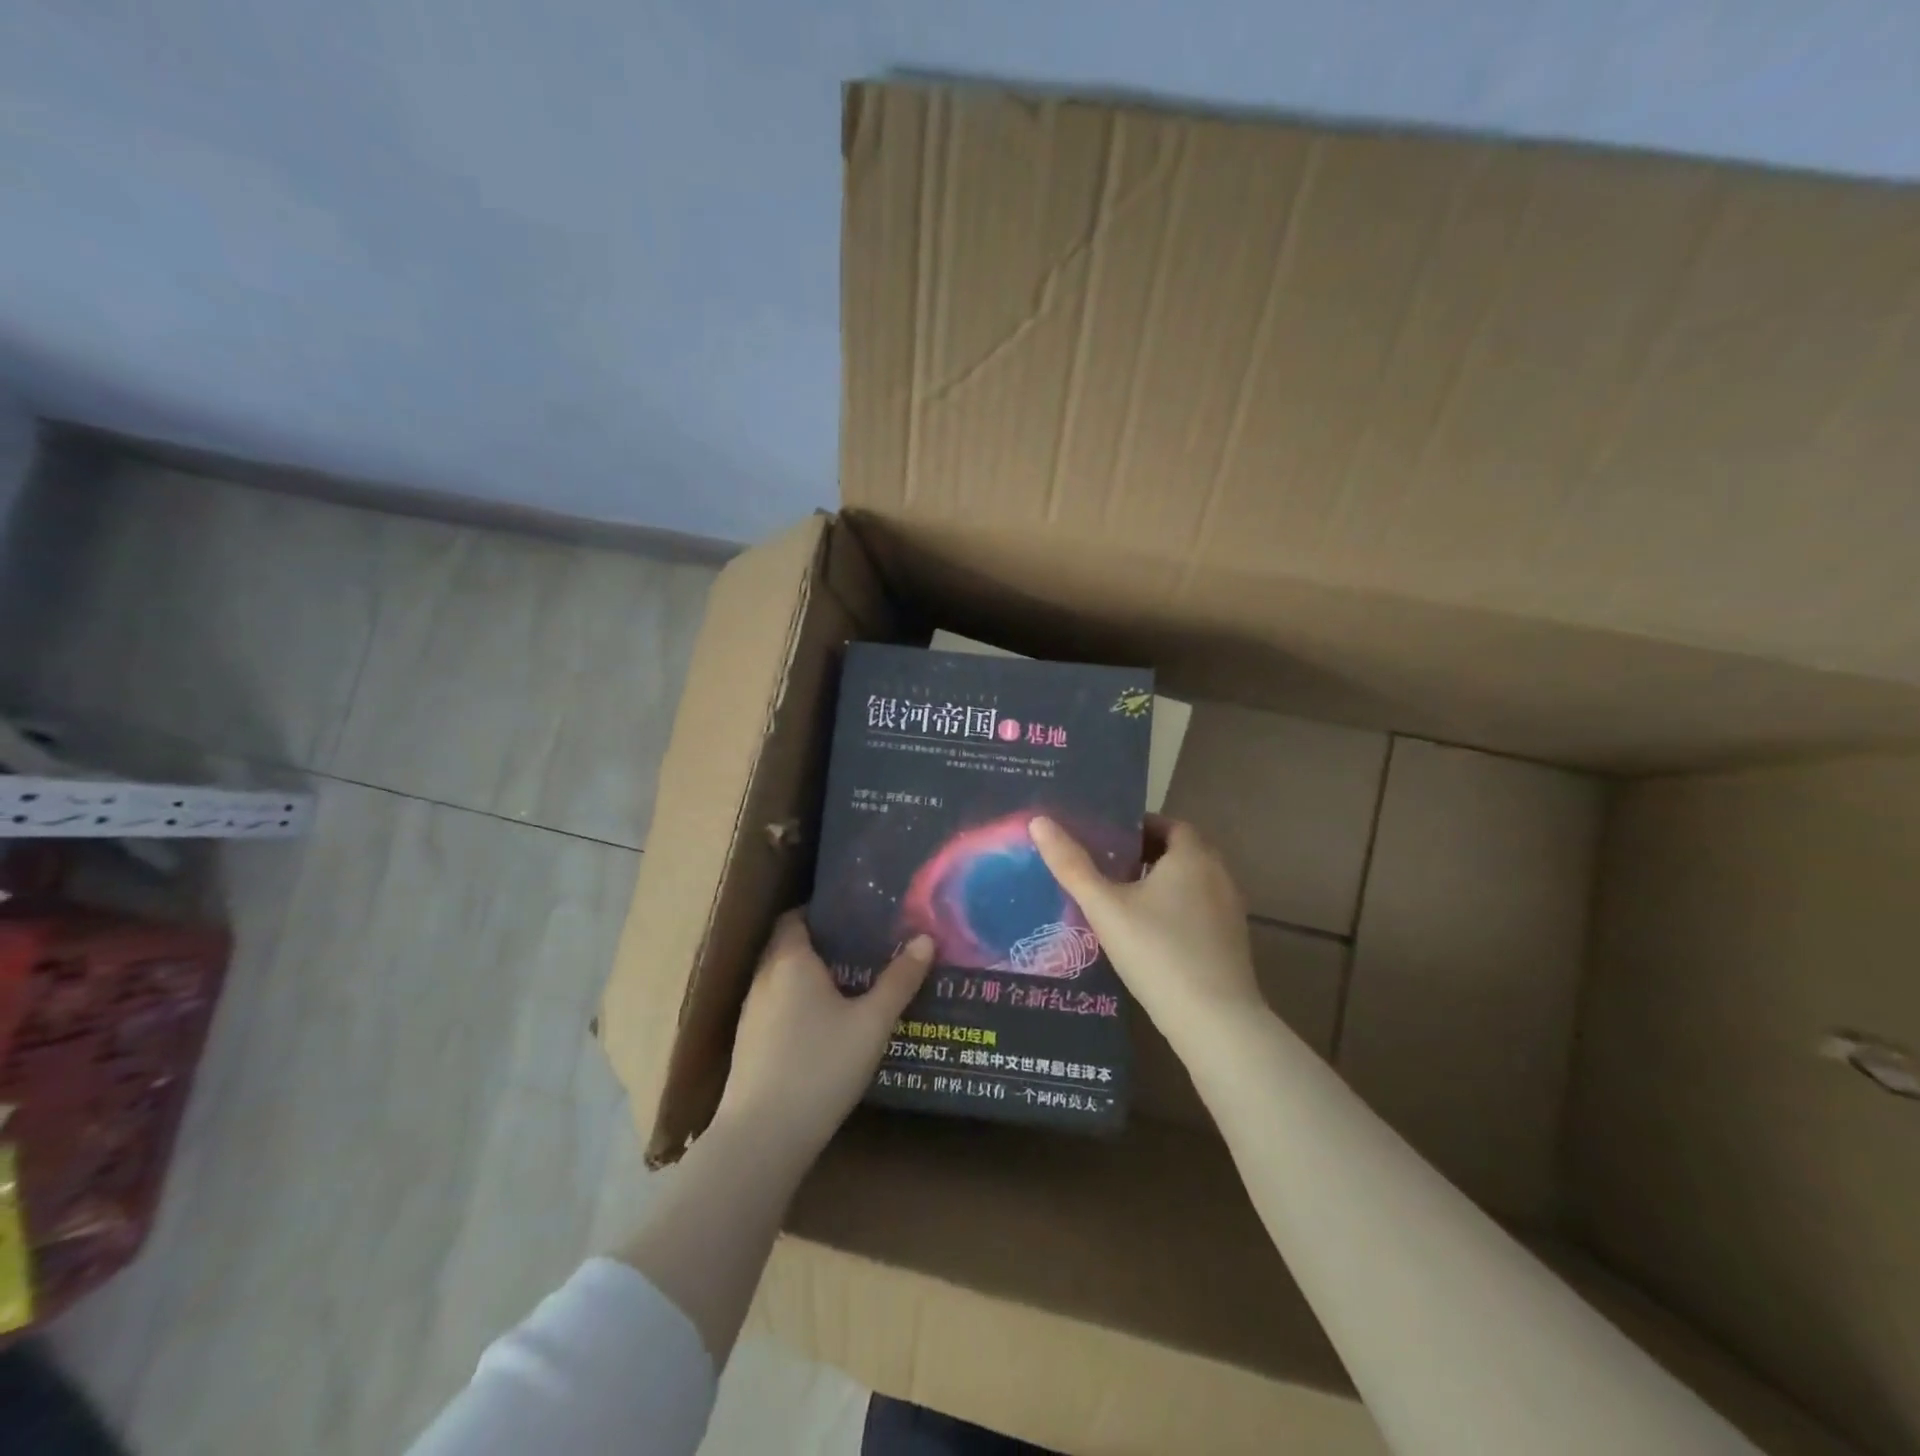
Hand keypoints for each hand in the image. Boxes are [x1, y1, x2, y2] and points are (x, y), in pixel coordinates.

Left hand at [715, 910, 932, 1160]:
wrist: (762, 1137)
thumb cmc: (821, 1066)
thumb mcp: (872, 1023)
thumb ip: (899, 980)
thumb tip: (925, 939)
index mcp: (790, 959)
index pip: (795, 916)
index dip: (820, 911)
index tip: (854, 915)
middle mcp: (764, 978)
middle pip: (789, 945)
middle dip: (822, 943)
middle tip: (863, 947)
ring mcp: (751, 1013)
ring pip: (782, 978)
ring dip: (810, 976)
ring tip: (851, 983)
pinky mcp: (748, 1044)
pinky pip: (776, 1006)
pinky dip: (798, 1003)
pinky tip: (825, 1025)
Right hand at [1030, 814, 1260, 1046]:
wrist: (1213, 1020)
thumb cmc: (1156, 951)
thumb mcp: (1105, 907)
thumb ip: (1071, 865)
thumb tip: (1038, 822)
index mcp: (1192, 857)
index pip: (1169, 824)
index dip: (1138, 827)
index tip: (1107, 839)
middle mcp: (1218, 875)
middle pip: (1181, 852)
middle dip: (1146, 854)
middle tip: (1107, 867)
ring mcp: (1230, 910)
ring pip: (1192, 883)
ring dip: (1162, 883)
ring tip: (1122, 899)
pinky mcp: (1233, 942)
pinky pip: (1200, 910)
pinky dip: (1177, 910)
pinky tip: (1149, 935)